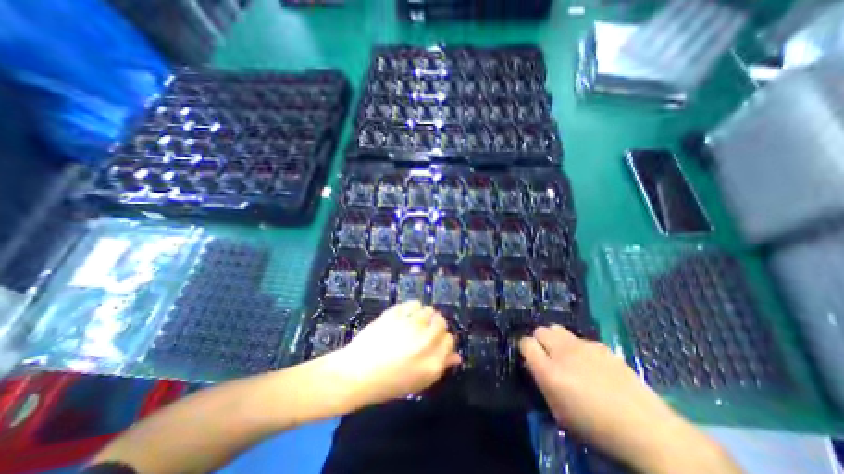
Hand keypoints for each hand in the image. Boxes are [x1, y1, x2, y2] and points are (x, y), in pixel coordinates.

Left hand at [322, 303, 459, 409]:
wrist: (356, 374)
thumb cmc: (388, 383)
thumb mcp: (418, 382)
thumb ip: (440, 366)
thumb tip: (456, 356)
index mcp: (433, 362)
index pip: (450, 340)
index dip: (444, 340)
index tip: (436, 341)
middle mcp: (425, 341)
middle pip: (441, 322)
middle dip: (436, 324)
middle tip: (425, 330)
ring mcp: (410, 325)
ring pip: (428, 310)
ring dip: (424, 315)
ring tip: (415, 322)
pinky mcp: (396, 314)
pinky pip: (412, 303)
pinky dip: (412, 307)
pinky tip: (405, 315)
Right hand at [521, 323, 739, 473]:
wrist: (645, 428)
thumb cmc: (596, 427)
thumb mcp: (559, 412)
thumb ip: (542, 383)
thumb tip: (533, 365)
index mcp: (550, 371)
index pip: (526, 343)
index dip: (525, 348)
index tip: (529, 357)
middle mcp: (563, 352)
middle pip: (540, 330)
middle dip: (539, 340)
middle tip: (547, 355)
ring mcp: (583, 345)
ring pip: (557, 328)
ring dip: (556, 339)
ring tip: (565, 355)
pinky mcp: (600, 345)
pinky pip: (579, 338)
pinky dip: (577, 346)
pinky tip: (590, 363)